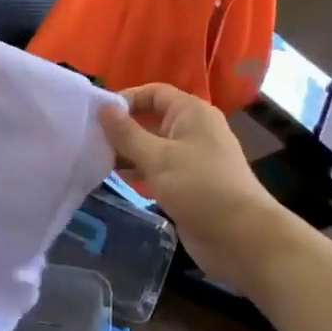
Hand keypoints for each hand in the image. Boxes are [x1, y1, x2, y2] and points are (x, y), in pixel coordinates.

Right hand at [100, 83, 298, 289]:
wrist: (241, 237)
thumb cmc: (200, 188)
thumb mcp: (158, 158)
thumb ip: (126, 133)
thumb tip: (103, 108)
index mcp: (191, 113)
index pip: (153, 93)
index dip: (126, 100)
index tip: (97, 117)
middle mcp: (192, 130)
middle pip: (150, 119)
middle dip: (122, 129)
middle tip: (90, 140)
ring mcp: (191, 158)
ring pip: (151, 146)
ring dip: (127, 152)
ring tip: (96, 160)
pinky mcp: (187, 183)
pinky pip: (157, 168)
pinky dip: (138, 170)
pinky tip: (115, 178)